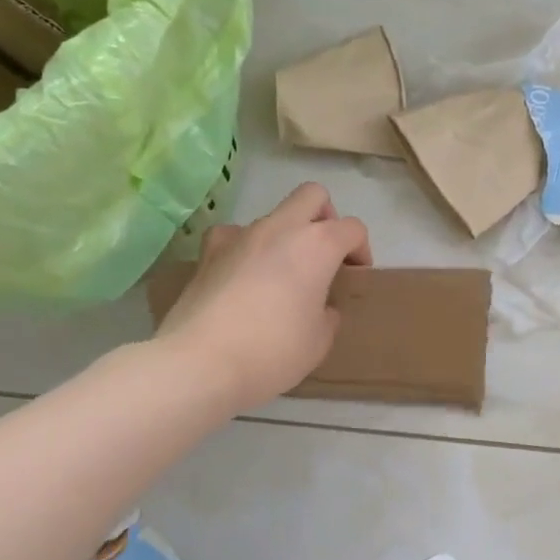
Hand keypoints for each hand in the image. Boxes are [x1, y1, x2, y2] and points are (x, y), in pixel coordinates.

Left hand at [156, 183, 371, 413]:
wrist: (199, 363)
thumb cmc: (273, 351)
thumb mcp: (319, 341)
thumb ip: (327, 314)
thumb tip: (318, 307)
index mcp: (317, 245)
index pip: (352, 228)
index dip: (360, 250)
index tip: (355, 276)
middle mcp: (280, 228)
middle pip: (312, 195)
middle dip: (325, 218)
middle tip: (324, 255)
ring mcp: (239, 235)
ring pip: (273, 216)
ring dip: (284, 237)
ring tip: (280, 275)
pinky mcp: (207, 252)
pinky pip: (234, 236)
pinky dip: (245, 249)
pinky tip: (242, 276)